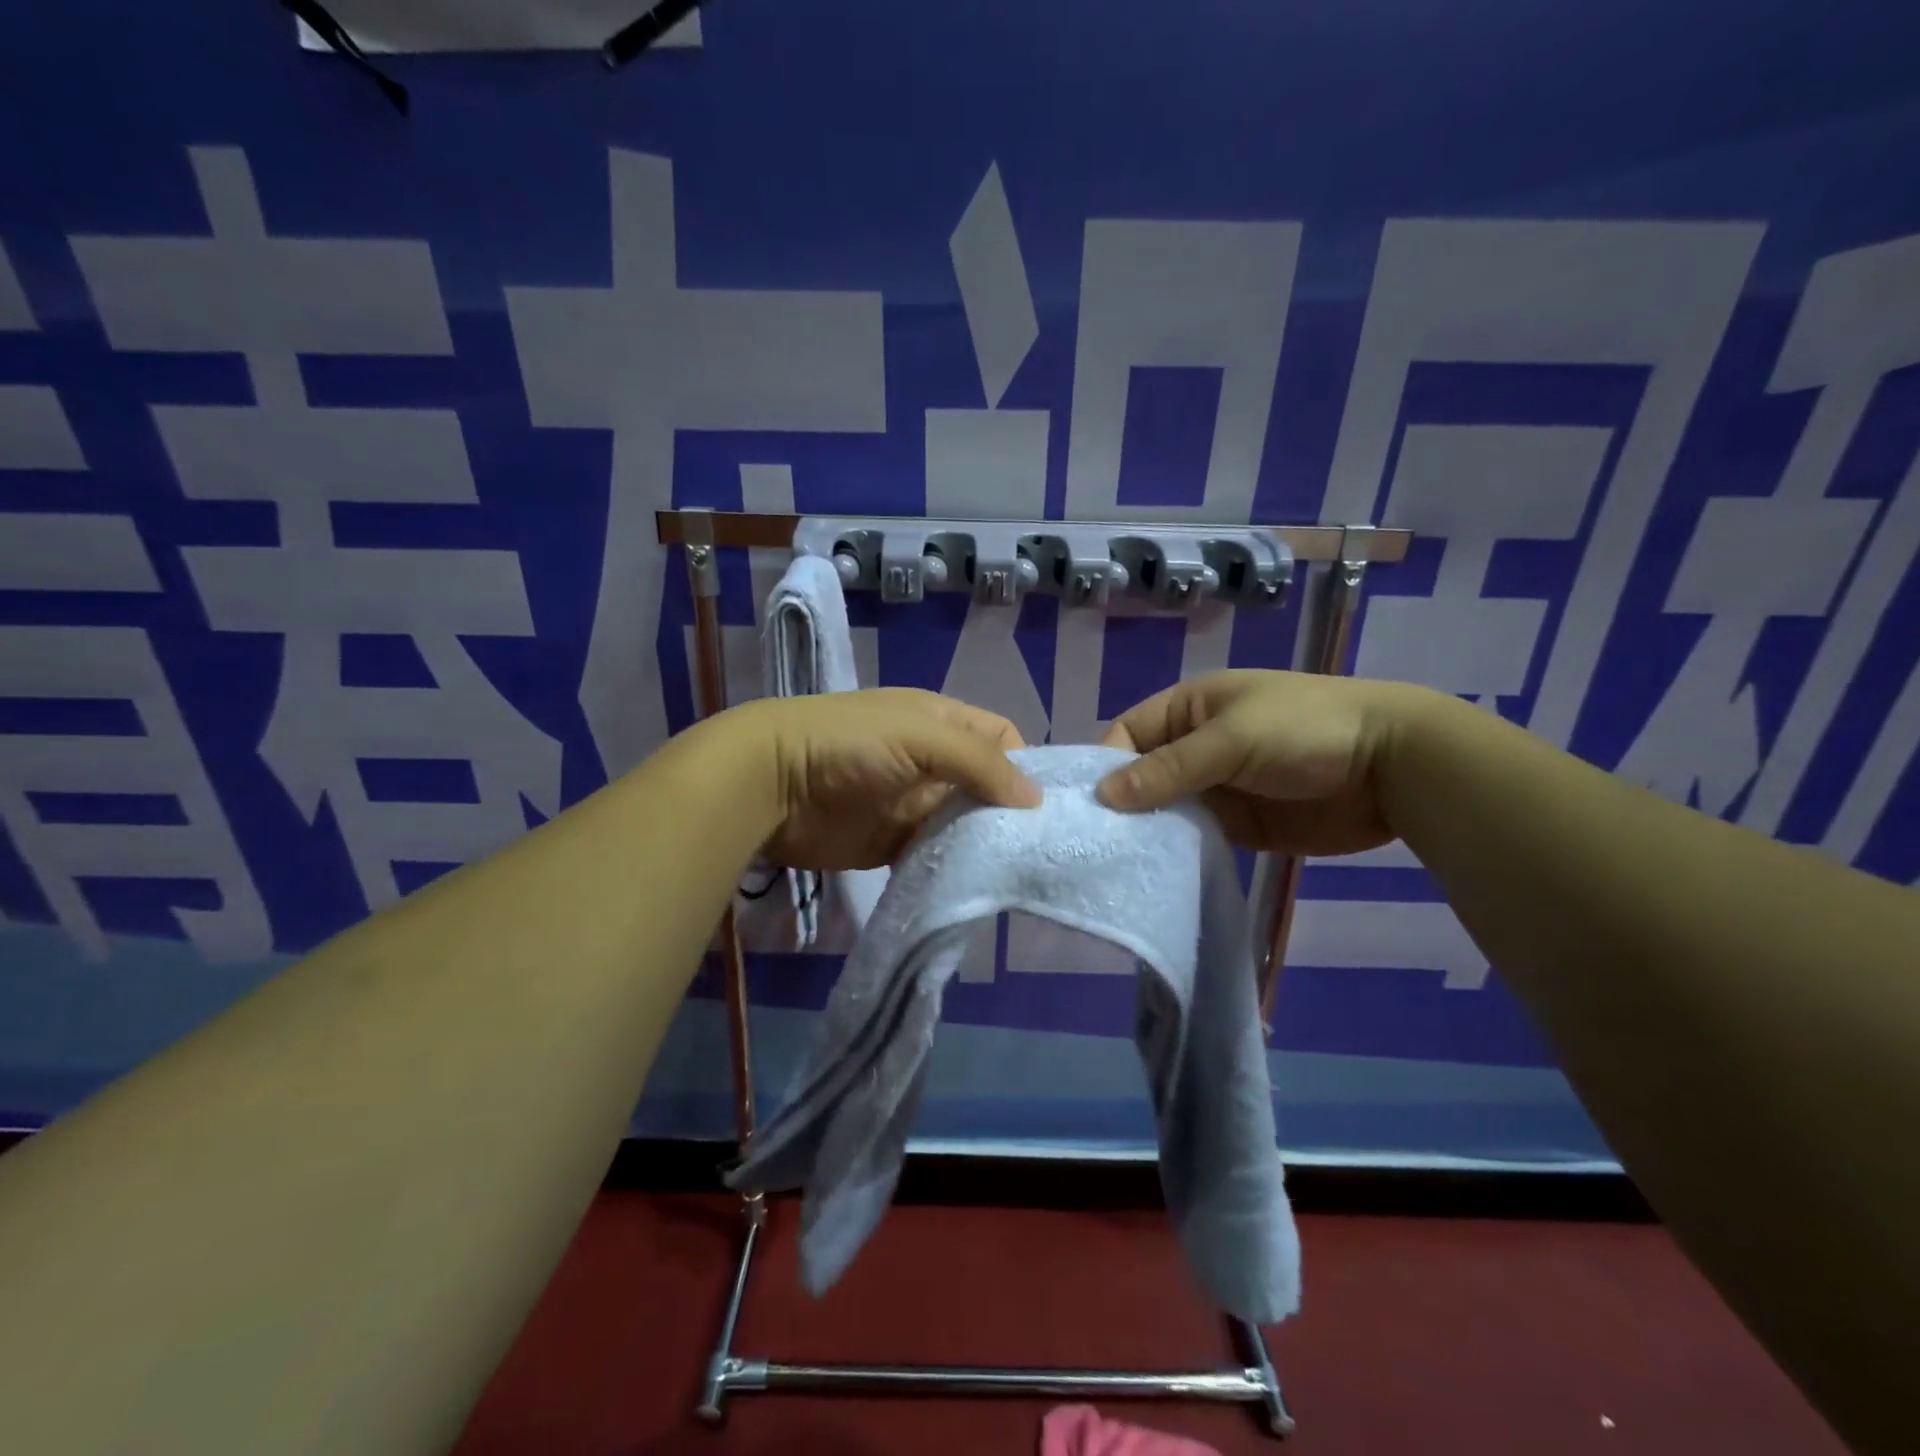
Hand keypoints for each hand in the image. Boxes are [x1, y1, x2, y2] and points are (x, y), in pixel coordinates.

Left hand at [728, 689, 1039, 871]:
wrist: (769, 784)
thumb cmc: (848, 744)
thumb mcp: (920, 736)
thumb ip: (979, 762)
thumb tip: (1035, 797)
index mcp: (942, 723)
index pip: (1001, 738)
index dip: (1024, 765)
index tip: (1044, 806)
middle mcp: (933, 762)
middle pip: (986, 785)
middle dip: (1010, 812)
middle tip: (1039, 849)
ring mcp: (913, 804)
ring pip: (964, 824)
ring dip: (984, 843)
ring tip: (1017, 872)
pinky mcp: (893, 842)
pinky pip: (935, 855)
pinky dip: (953, 867)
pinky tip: (975, 885)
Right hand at [1096, 670, 1429, 855]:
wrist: (1394, 765)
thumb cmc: (1306, 730)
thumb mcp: (1232, 738)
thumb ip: (1170, 768)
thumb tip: (1104, 794)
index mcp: (1190, 709)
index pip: (1128, 735)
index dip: (1106, 766)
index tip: (1087, 808)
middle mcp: (1196, 746)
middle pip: (1143, 776)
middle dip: (1122, 805)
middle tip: (1095, 846)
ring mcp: (1218, 787)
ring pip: (1166, 810)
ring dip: (1148, 832)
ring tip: (1117, 865)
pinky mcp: (1240, 825)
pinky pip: (1196, 837)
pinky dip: (1178, 852)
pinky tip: (1157, 873)